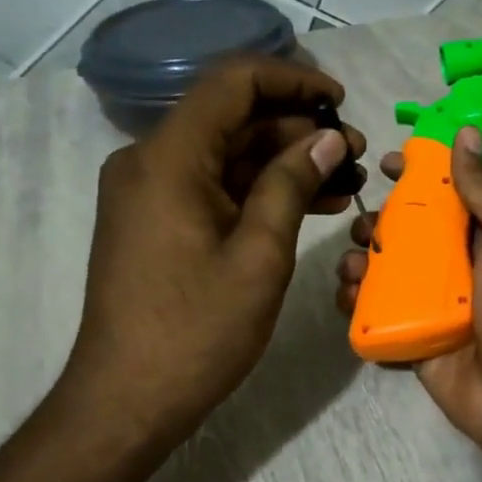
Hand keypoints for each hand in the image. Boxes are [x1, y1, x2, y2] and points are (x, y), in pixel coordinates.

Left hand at [62, 57, 363, 455]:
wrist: (126, 401)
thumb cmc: (196, 331)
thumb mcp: (259, 256)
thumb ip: (293, 184)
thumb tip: (328, 139)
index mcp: (168, 157)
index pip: (233, 82)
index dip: (292, 80)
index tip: (339, 101)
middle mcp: (150, 160)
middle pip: (231, 117)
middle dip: (296, 128)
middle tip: (354, 153)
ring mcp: (150, 192)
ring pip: (226, 154)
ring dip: (283, 162)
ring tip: (345, 181)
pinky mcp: (155, 220)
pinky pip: (212, 186)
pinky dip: (257, 191)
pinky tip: (310, 205)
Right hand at [336, 127, 481, 460]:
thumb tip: (466, 132)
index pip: (444, 194)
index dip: (414, 175)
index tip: (384, 164)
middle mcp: (455, 265)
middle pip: (405, 232)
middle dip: (377, 222)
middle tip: (364, 225)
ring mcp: (430, 303)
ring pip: (383, 271)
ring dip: (359, 261)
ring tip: (352, 265)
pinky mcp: (410, 337)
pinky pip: (374, 314)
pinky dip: (354, 303)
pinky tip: (347, 296)